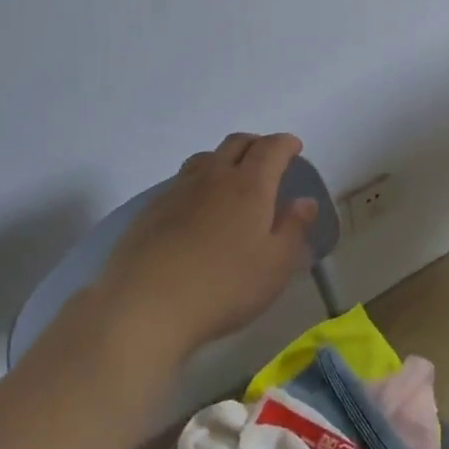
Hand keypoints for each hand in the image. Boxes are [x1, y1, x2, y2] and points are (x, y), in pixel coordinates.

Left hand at [96, 132, 318, 357]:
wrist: (144, 305)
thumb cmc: (223, 287)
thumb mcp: (275, 266)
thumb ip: (293, 228)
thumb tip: (305, 201)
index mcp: (250, 185)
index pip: (271, 148)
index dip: (286, 143)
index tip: (294, 148)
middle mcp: (214, 176)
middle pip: (236, 143)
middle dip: (256, 144)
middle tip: (267, 159)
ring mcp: (178, 190)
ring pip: (205, 158)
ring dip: (224, 159)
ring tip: (231, 178)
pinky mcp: (150, 210)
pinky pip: (181, 181)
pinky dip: (198, 182)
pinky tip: (196, 208)